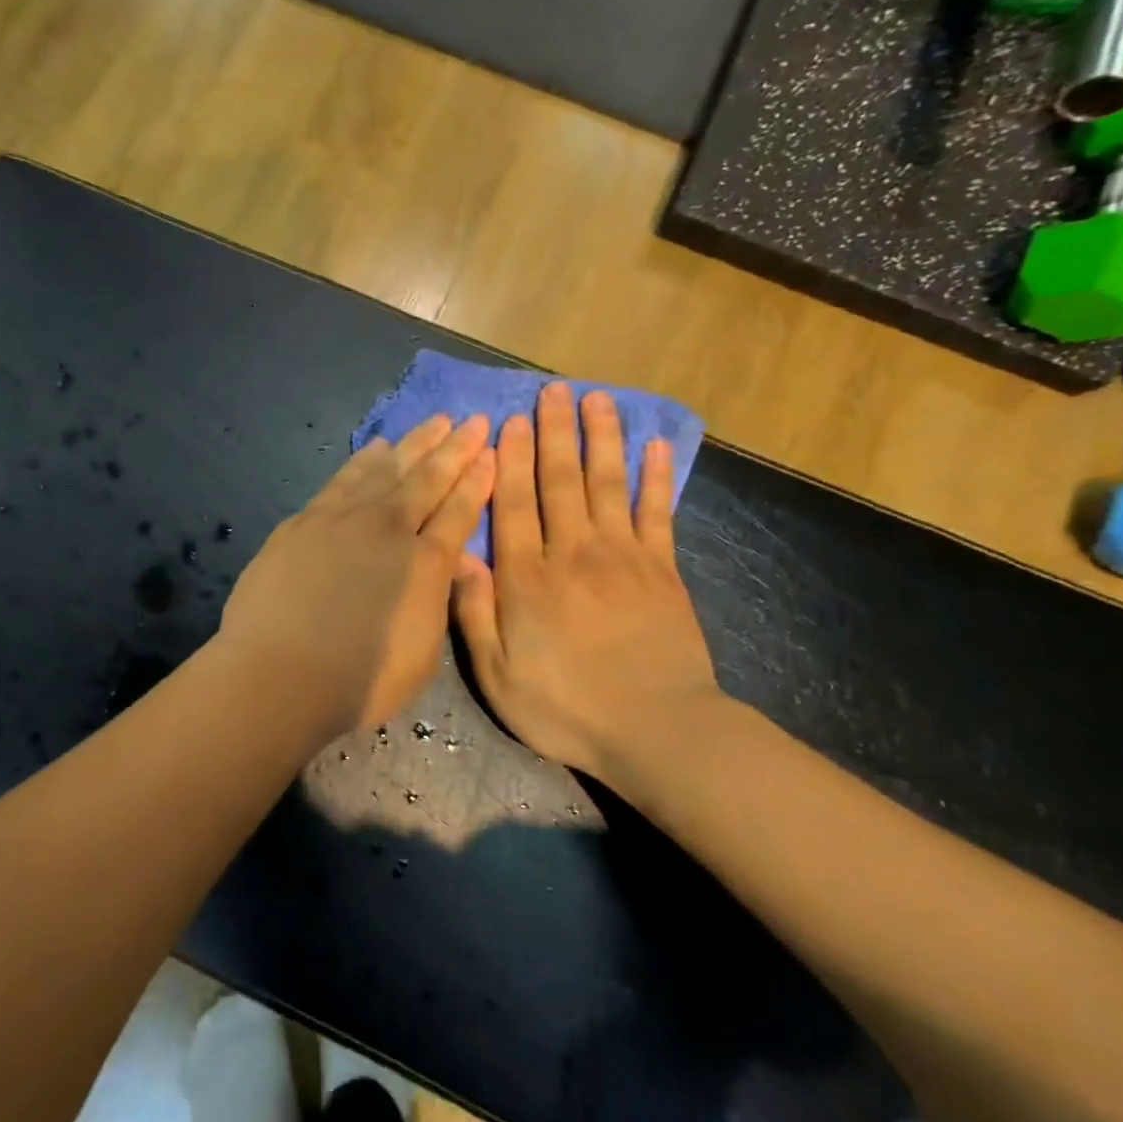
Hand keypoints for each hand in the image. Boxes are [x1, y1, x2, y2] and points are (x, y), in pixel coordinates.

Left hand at [219, 414, 494, 735]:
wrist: (278, 674)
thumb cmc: (358, 680)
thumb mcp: (422, 654)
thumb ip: (439, 600)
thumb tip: (455, 561)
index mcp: (425, 563)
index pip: (459, 511)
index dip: (477, 480)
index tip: (491, 452)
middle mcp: (387, 529)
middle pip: (427, 479)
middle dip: (454, 448)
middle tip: (472, 419)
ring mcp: (342, 519)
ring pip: (385, 469)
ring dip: (413, 443)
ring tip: (434, 422)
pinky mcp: (304, 521)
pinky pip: (343, 479)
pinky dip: (364, 460)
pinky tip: (376, 447)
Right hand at [453, 383, 721, 779]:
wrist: (657, 731)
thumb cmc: (566, 707)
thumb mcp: (498, 675)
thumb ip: (475, 613)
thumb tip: (459, 556)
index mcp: (527, 578)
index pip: (514, 504)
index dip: (508, 460)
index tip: (508, 421)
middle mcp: (572, 553)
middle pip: (560, 481)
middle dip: (554, 432)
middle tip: (552, 390)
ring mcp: (623, 557)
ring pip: (607, 484)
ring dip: (601, 438)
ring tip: (597, 399)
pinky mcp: (662, 570)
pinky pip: (657, 513)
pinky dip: (656, 477)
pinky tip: (654, 446)